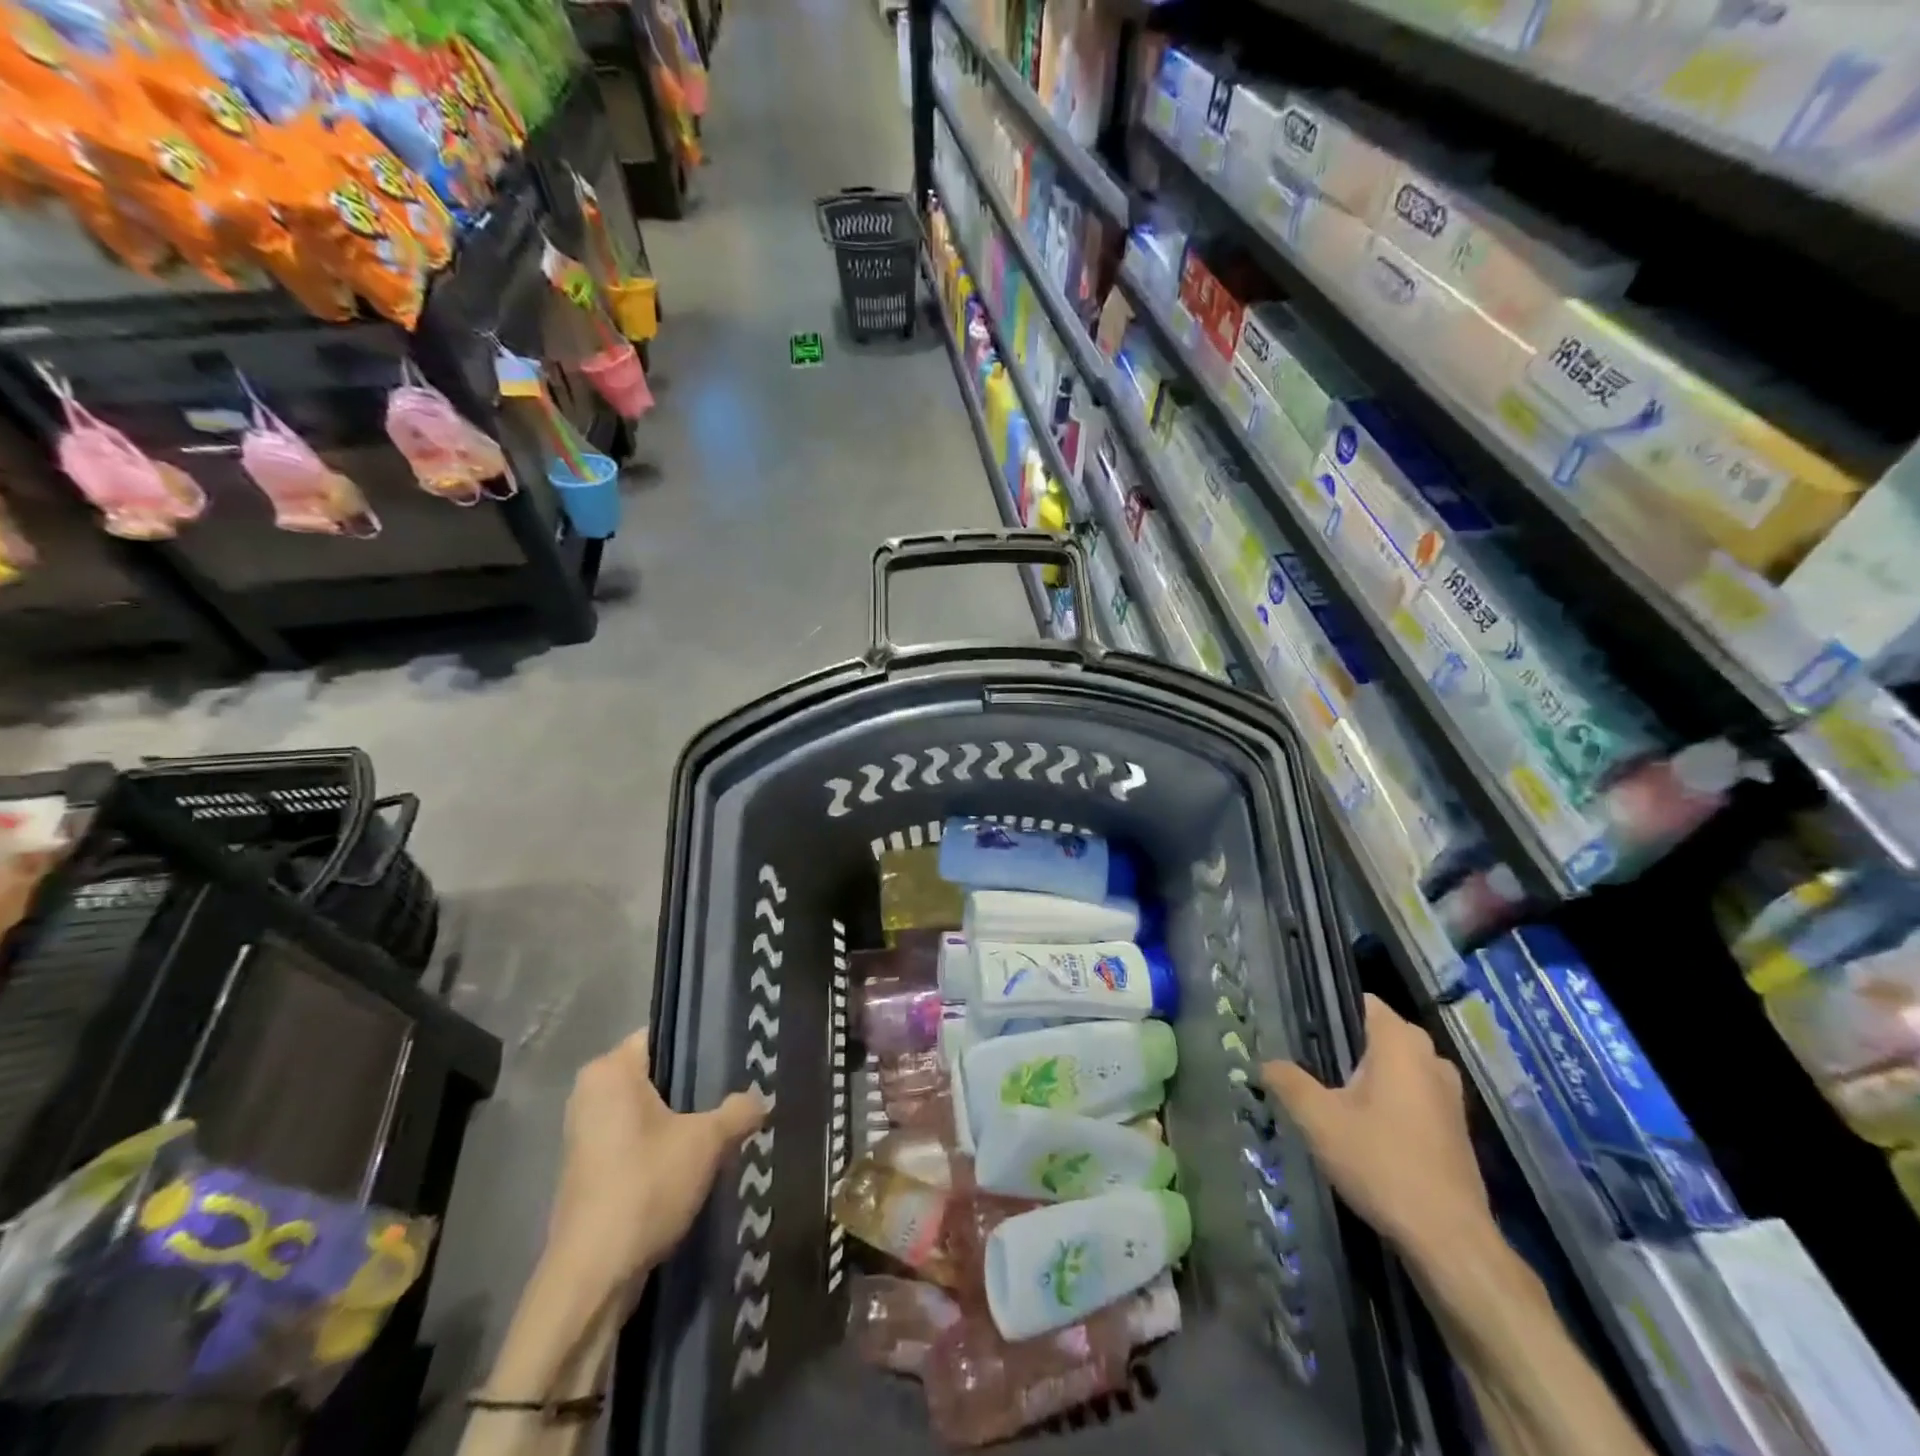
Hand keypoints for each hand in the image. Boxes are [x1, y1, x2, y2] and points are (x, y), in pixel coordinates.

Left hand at [545, 1028, 767, 1299]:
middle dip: (696, 1085)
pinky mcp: (589, 1170)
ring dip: (683, 1120)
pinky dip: (664, 1146)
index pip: (664, 1035)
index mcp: (610, 1071)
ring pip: (648, 1110)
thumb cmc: (645, 1186)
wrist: (592, 1277)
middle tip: (738, 1089)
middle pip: (658, 1074)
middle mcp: (591, 1093)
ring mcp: (586, 1134)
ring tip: (725, 1124)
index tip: (737, 1054)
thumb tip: (760, 1099)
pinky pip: (636, 1139)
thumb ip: (738, 1110)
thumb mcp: (706, 1142)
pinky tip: (698, 1160)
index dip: (702, 1043)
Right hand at [1263, 994, 1489, 1261]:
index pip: (1364, 1002)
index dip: (1330, 1008)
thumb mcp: (1318, 1120)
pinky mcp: (1455, 1128)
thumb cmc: (1381, 1163)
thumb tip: (1266, 1063)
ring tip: (1332, 1095)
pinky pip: (1415, 1094)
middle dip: (1347, 1045)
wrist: (1448, 1238)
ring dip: (1370, 1075)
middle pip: (1381, 1034)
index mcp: (1400, 1044)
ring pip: (1399, 1067)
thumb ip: (1288, 1082)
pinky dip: (1391, 1100)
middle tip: (1309, 1063)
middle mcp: (1431, 1058)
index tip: (1302, 1027)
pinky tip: (1365, 1127)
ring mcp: (1450, 1095)